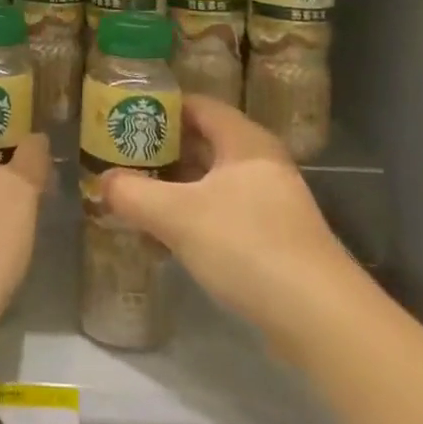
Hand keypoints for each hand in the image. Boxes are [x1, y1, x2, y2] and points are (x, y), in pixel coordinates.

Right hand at [99, 95, 349, 333]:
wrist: (320, 318)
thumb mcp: (178, 217)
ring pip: (213, 180)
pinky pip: (225, 211)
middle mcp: (261, 162)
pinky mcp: (275, 238)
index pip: (197, 105)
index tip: (124, 118)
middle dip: (162, 149)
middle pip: (204, 142)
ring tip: (137, 194)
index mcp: (244, 141)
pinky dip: (194, 215)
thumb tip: (102, 181)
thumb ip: (133, 194)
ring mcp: (272, 201)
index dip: (160, 108)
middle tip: (123, 157)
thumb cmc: (247, 245)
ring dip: (176, 186)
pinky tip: (168, 236)